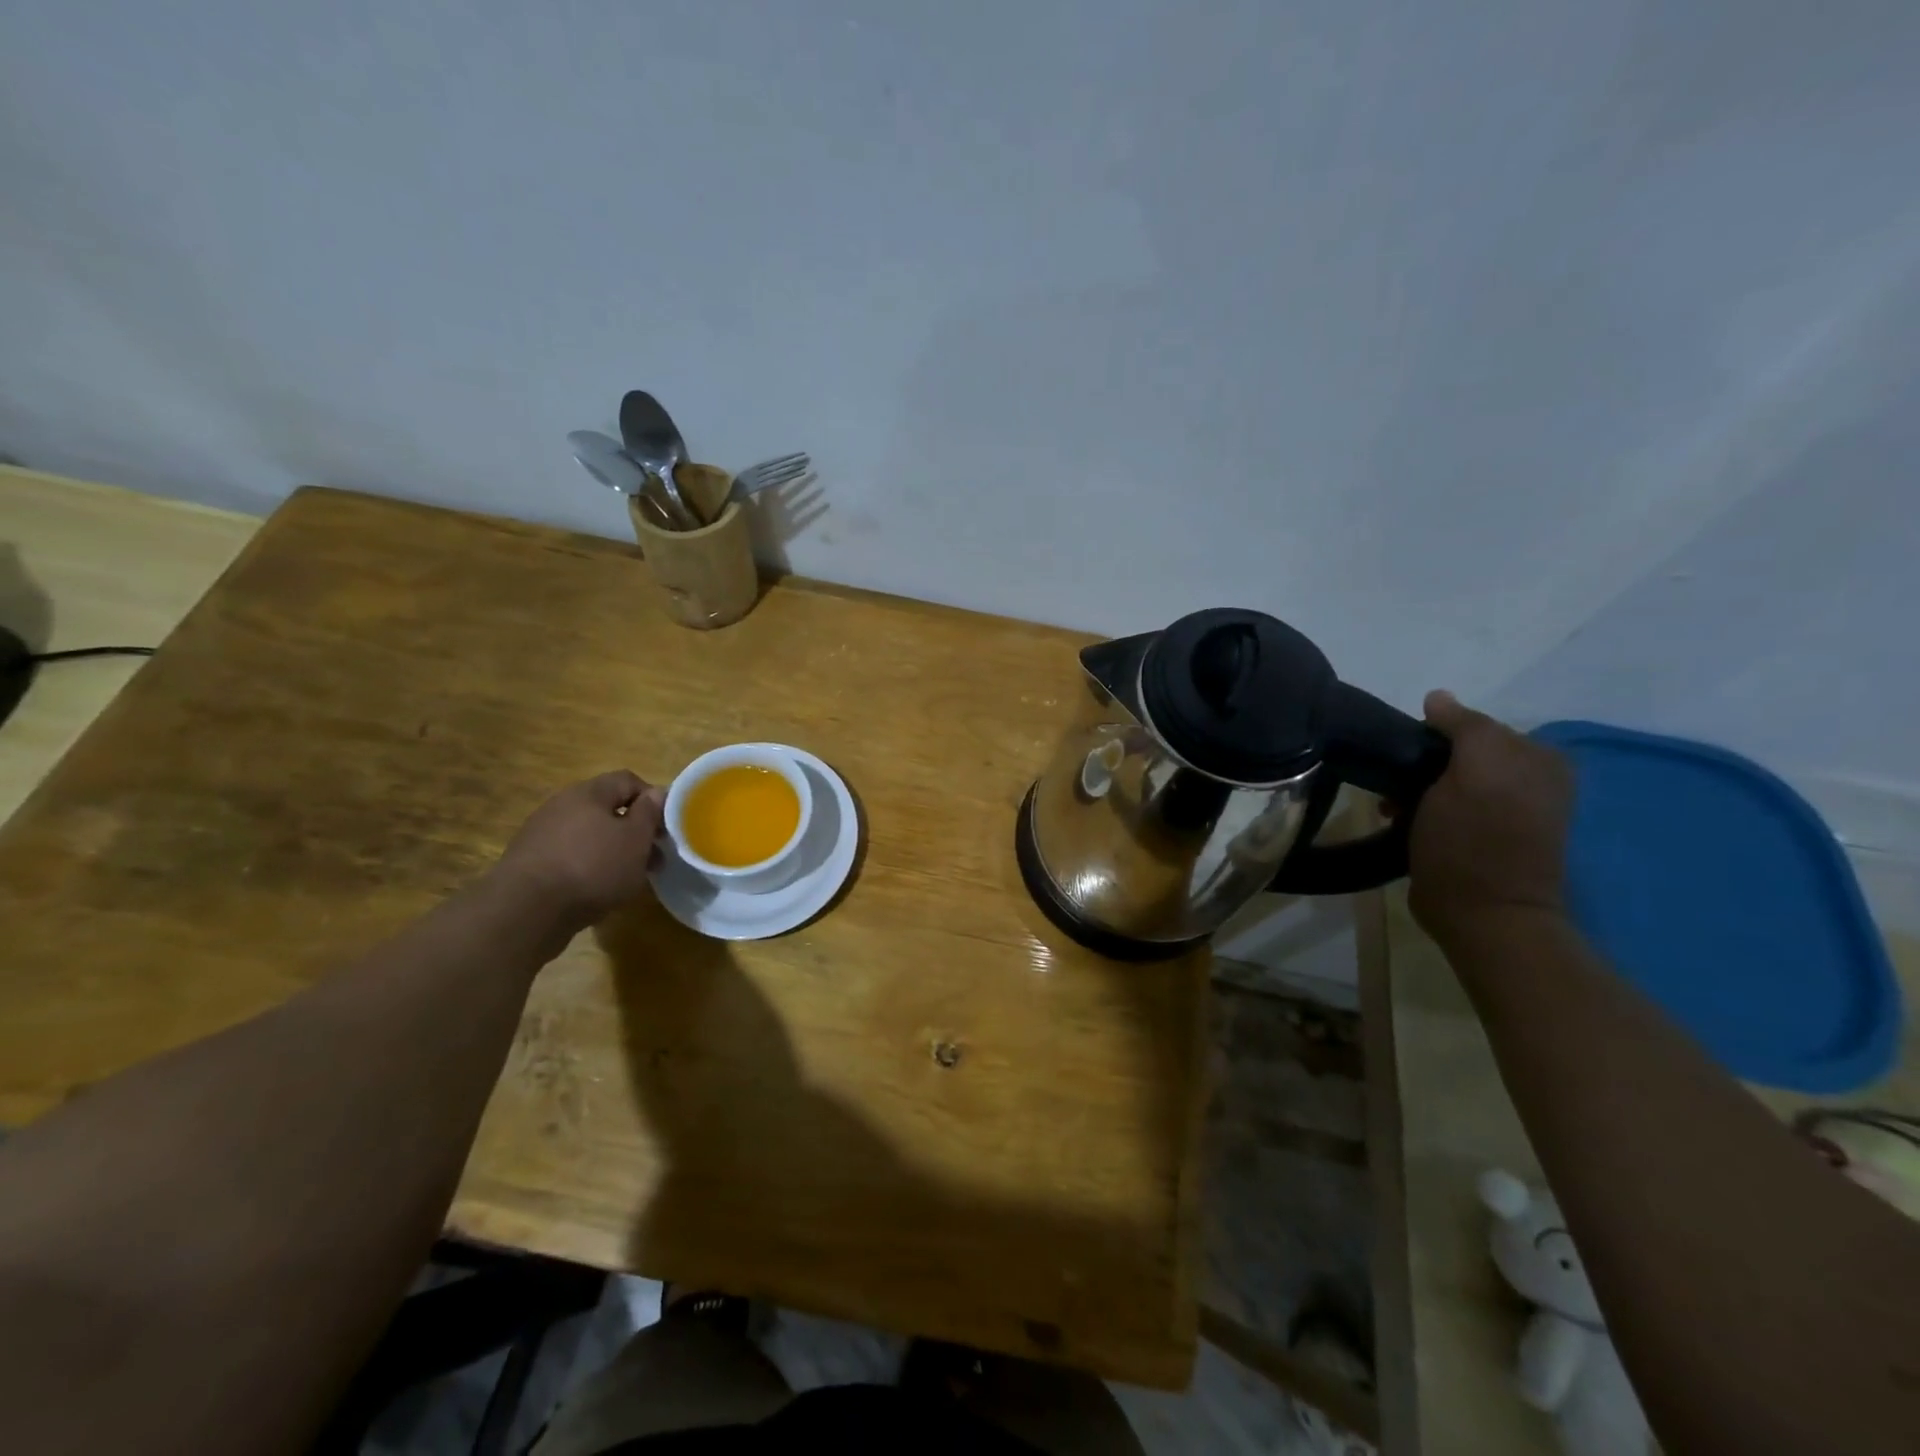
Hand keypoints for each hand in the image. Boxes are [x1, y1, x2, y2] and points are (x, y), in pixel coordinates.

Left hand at [491, 771, 666, 933]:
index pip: (628, 780)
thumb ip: (649, 813)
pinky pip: (569, 855)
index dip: (652, 799)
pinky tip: (596, 889)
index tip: (665, 827)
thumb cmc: (593, 867)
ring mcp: (541, 833)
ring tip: (627, 878)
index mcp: (588, 792)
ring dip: (611, 850)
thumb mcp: (635, 839)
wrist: (526, 910)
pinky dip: (588, 867)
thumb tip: (656, 793)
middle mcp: (561, 805)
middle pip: (607, 809)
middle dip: (633, 830)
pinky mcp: (529, 862)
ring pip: (589, 834)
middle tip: (652, 857)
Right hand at [1408, 692, 1574, 945]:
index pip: (1473, 724)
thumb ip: (1464, 726)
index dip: (1433, 735)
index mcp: (1538, 757)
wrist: (1482, 915)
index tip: (1404, 756)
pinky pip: (1446, 804)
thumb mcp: (1474, 770)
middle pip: (1459, 752)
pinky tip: (1404, 820)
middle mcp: (1530, 778)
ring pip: (1448, 778)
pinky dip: (1422, 807)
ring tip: (1394, 806)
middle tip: (1395, 785)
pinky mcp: (1486, 836)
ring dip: (1416, 788)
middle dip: (1422, 763)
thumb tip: (1437, 698)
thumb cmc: (1475, 840)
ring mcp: (1508, 810)